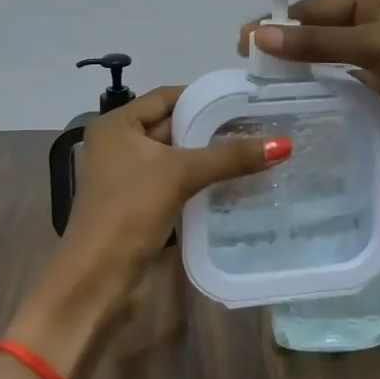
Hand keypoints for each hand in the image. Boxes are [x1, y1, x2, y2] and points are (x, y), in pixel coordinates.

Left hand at [12, 87, 287, 376]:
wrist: (96, 281)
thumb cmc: (129, 212)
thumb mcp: (180, 175)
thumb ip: (229, 157)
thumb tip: (284, 144)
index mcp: (117, 125)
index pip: (167, 97)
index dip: (204, 97)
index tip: (245, 100)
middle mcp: (119, 145)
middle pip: (173, 126)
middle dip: (213, 129)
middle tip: (259, 127)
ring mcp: (128, 178)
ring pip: (177, 158)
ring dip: (210, 158)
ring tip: (256, 152)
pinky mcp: (140, 206)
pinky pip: (176, 184)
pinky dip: (202, 182)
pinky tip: (236, 184)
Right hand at [238, 0, 379, 164]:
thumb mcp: (372, 47)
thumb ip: (316, 42)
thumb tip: (259, 34)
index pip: (318, 6)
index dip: (281, 22)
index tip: (244, 41)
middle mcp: (378, 18)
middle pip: (321, 28)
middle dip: (287, 42)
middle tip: (248, 62)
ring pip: (330, 53)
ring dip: (301, 63)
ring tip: (264, 79)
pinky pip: (342, 76)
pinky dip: (320, 82)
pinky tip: (296, 92)